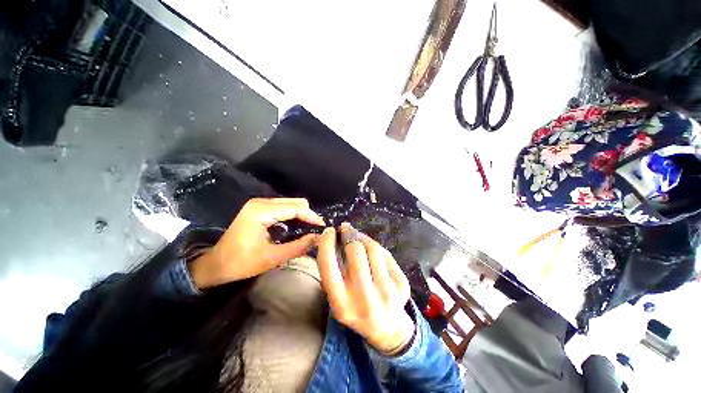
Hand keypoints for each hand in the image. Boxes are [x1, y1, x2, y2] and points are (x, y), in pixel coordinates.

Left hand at [190, 198, 324, 288]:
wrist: (215, 264)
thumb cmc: (241, 263)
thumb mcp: (272, 258)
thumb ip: (298, 247)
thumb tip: (318, 238)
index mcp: (262, 211)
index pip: (296, 208)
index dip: (312, 217)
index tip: (323, 228)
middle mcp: (261, 202)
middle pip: (295, 202)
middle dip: (308, 215)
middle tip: (315, 230)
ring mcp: (259, 203)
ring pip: (290, 203)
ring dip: (301, 215)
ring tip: (308, 229)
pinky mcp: (258, 208)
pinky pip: (283, 207)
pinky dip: (293, 215)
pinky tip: (296, 227)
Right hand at [317, 223, 414, 354]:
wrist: (387, 329)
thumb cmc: (356, 307)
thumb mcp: (338, 295)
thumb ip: (333, 268)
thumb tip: (333, 236)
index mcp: (341, 304)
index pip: (328, 264)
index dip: (326, 242)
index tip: (328, 231)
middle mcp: (364, 300)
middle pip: (355, 251)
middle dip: (349, 234)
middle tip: (346, 229)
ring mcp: (387, 293)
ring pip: (373, 249)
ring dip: (363, 237)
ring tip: (358, 237)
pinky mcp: (402, 286)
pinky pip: (386, 255)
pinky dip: (376, 248)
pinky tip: (372, 251)